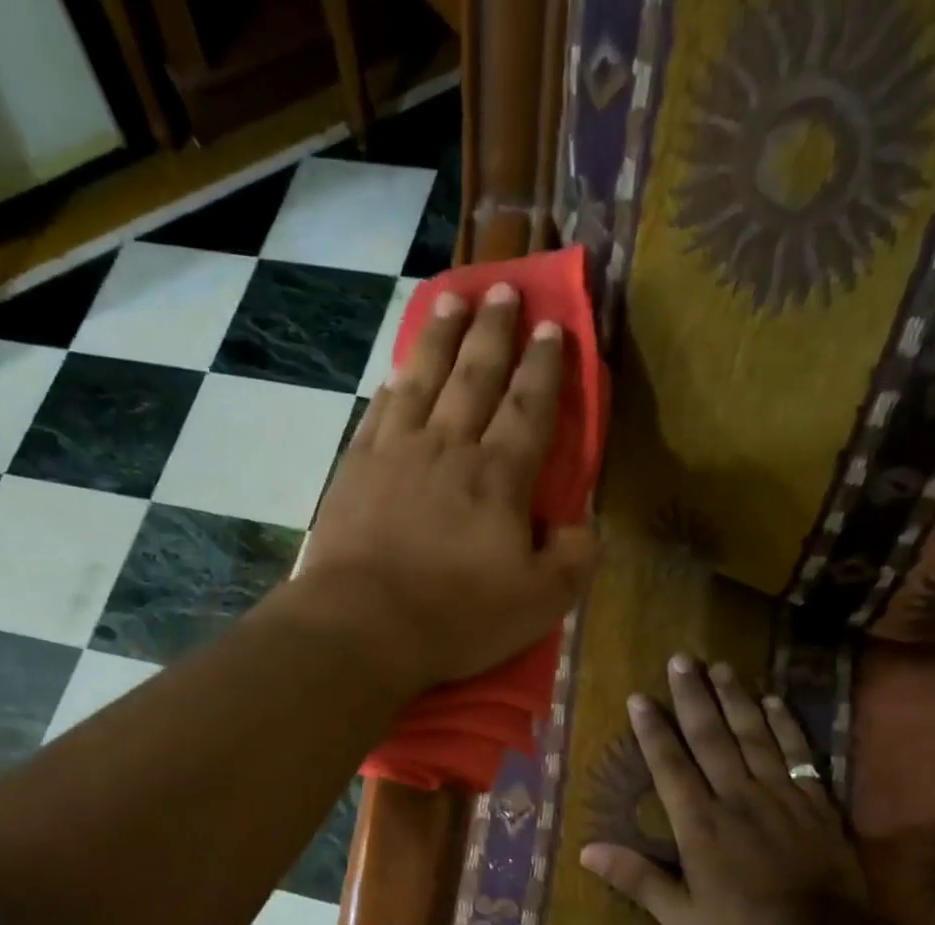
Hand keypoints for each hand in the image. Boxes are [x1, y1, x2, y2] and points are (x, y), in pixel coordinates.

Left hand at [296, 283, 595, 691]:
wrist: (363, 626)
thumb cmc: (456, 617)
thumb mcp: (539, 603)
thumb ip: (572, 559)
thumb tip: (580, 525)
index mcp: (498, 477)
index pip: (528, 407)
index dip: (543, 366)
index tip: (551, 326)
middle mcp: (448, 448)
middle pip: (475, 376)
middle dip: (494, 330)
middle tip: (504, 287)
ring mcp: (395, 453)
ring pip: (423, 378)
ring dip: (441, 337)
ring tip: (453, 301)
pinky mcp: (354, 470)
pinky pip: (378, 411)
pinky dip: (392, 385)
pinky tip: (397, 370)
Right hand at [580, 656, 864, 924]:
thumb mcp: (681, 915)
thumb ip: (636, 879)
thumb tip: (586, 851)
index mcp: (700, 823)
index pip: (670, 765)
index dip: (653, 730)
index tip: (639, 698)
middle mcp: (736, 796)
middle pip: (711, 737)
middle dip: (693, 697)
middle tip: (681, 660)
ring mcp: (778, 794)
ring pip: (753, 735)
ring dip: (734, 699)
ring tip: (720, 666)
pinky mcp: (813, 799)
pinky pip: (797, 752)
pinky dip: (784, 724)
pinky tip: (772, 700)